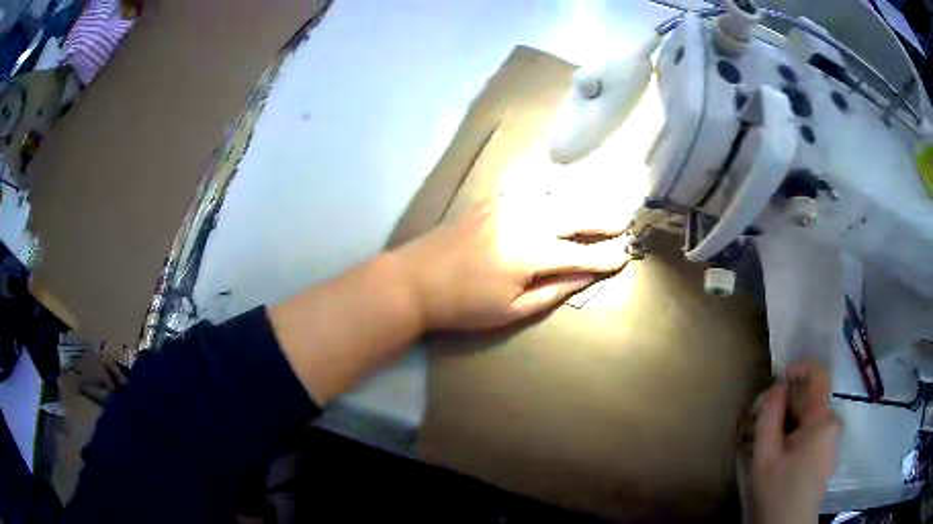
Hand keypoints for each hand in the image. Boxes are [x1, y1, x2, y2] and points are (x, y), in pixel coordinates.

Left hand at [391, 201, 630, 330]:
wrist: (414, 279)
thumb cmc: (463, 305)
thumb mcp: (511, 310)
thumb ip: (553, 291)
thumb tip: (585, 276)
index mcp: (530, 254)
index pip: (579, 254)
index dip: (604, 257)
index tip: (625, 256)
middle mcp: (524, 220)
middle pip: (574, 215)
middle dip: (603, 219)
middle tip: (624, 221)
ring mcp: (507, 206)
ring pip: (556, 197)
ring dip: (583, 202)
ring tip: (603, 206)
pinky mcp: (493, 201)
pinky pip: (533, 191)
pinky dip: (556, 193)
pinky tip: (565, 195)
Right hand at [750, 359, 840, 523]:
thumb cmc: (777, 492)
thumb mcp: (765, 456)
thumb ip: (769, 417)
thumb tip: (776, 388)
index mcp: (822, 420)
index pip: (820, 373)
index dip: (801, 366)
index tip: (779, 378)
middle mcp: (833, 424)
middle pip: (813, 397)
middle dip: (787, 402)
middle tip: (762, 420)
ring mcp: (833, 440)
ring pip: (812, 416)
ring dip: (790, 420)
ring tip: (767, 441)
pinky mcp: (828, 453)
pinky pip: (814, 431)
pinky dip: (797, 432)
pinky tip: (780, 453)